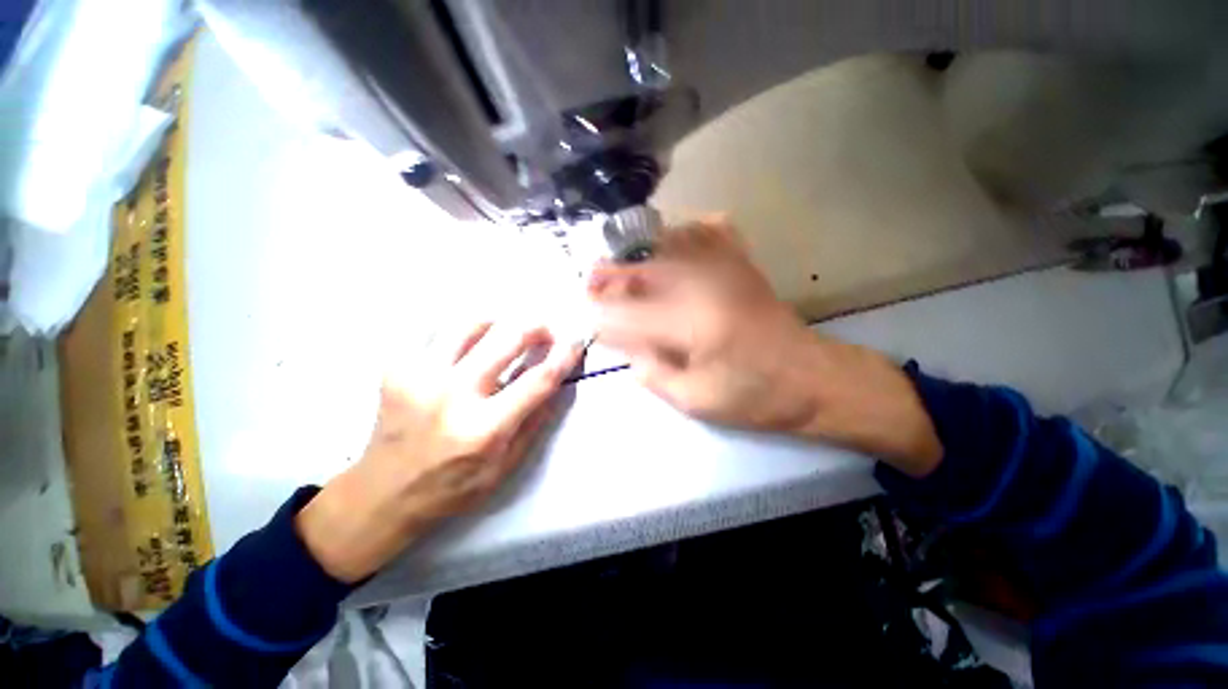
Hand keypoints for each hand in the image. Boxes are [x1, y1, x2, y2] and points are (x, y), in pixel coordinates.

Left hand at [297, 320, 582, 582]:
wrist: (382, 493)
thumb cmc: (452, 486)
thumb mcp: (505, 467)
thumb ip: (535, 422)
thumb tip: (557, 382)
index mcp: (484, 428)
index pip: (538, 380)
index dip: (563, 356)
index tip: (575, 342)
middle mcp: (452, 396)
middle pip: (506, 339)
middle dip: (535, 328)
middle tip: (544, 331)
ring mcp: (419, 377)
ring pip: (470, 324)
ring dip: (498, 324)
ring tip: (504, 335)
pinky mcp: (397, 368)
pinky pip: (437, 332)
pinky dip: (461, 333)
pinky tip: (467, 347)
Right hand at [589, 217, 940, 475]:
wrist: (812, 378)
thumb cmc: (754, 397)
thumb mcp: (695, 401)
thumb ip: (652, 373)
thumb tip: (626, 350)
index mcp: (691, 324)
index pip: (627, 313)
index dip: (600, 316)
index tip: (585, 319)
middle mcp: (704, 284)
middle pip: (641, 270)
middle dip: (608, 277)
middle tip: (589, 285)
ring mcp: (725, 267)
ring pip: (665, 245)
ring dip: (635, 256)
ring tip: (619, 269)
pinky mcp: (741, 263)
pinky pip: (705, 230)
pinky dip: (682, 233)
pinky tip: (669, 246)